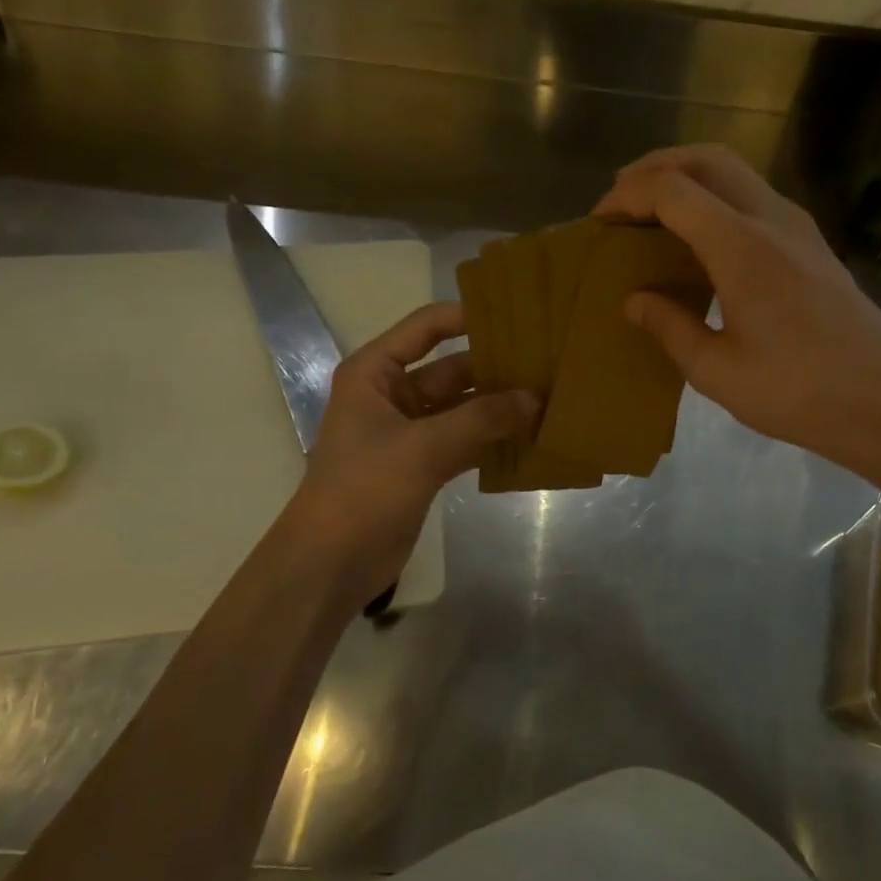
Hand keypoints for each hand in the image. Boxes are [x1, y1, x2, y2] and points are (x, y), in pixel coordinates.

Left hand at [286, 303, 534, 600]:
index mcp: (376, 373)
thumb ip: (482, 419)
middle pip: (451, 369)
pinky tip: (531, 437)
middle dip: (495, 368)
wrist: (331, 564)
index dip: (468, 317)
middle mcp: (392, 394)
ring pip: (462, 407)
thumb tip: (536, 397)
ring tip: (549, 396)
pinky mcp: (423, 464)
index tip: (518, 316)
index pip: (426, 328)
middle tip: (548, 362)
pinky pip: (465, 440)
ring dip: (499, 406)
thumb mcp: (424, 448)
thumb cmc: (364, 490)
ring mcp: (410, 431)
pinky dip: (492, 439)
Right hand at [593, 145, 880, 478]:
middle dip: (656, 166)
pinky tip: (702, 238)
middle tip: (622, 198)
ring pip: (735, 171)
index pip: (672, 190)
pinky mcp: (813, 242)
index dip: (628, 195)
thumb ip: (669, 327)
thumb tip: (634, 301)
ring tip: (654, 212)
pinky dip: (716, 197)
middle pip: (707, 158)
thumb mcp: (717, 371)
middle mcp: (772, 219)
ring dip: (689, 177)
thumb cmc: (798, 392)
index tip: (600, 220)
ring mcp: (799, 226)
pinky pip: (754, 196)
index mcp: (741, 247)